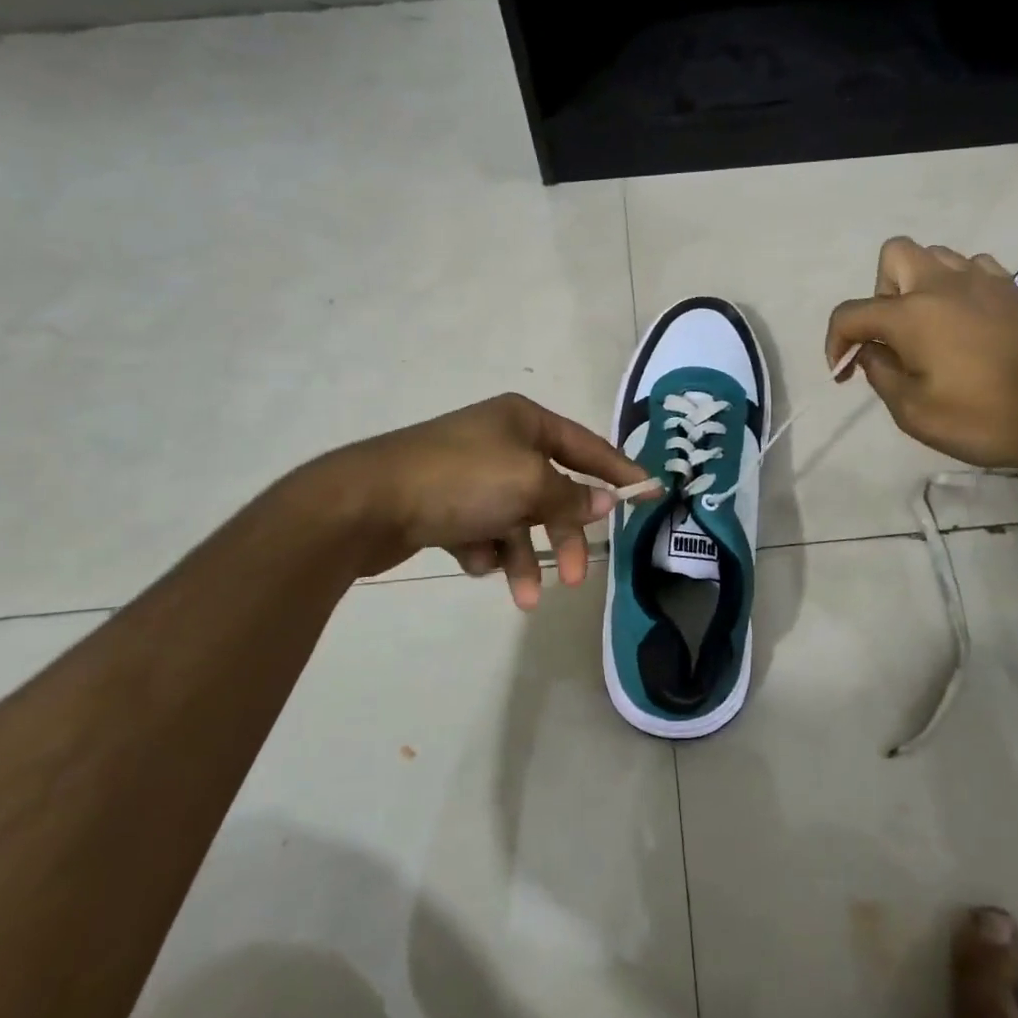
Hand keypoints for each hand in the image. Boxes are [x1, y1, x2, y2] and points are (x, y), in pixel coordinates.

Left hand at [340, 393, 655, 609]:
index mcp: (523, 420)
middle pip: (551, 491)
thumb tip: (606, 501)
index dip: (619, 471)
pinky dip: (484, 550)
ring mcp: (469, 473)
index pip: (586, 446)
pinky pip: (483, 531)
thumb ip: (572, 495)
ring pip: (517, 519)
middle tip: (574, 576)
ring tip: (522, 596)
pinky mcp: (443, 505)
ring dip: (523, 556)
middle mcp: (499, 441)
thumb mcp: (528, 484)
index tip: (650, 493)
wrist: (367, 503)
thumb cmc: (460, 481)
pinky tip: (472, 559)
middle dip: (562, 534)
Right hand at [824, 238, 1017, 469]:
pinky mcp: (1012, 290)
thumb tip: (871, 353)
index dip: (836, 341)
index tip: (841, 370)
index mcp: (911, 314)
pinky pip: (971, 268)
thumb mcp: (916, 413)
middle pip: (892, 256)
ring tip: (927, 327)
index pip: (852, 313)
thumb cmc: (987, 417)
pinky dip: (956, 287)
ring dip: (918, 285)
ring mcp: (982, 281)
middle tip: (891, 336)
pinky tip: (964, 320)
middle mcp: (942, 284)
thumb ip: (882, 376)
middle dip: (879, 292)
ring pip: (934, 256)